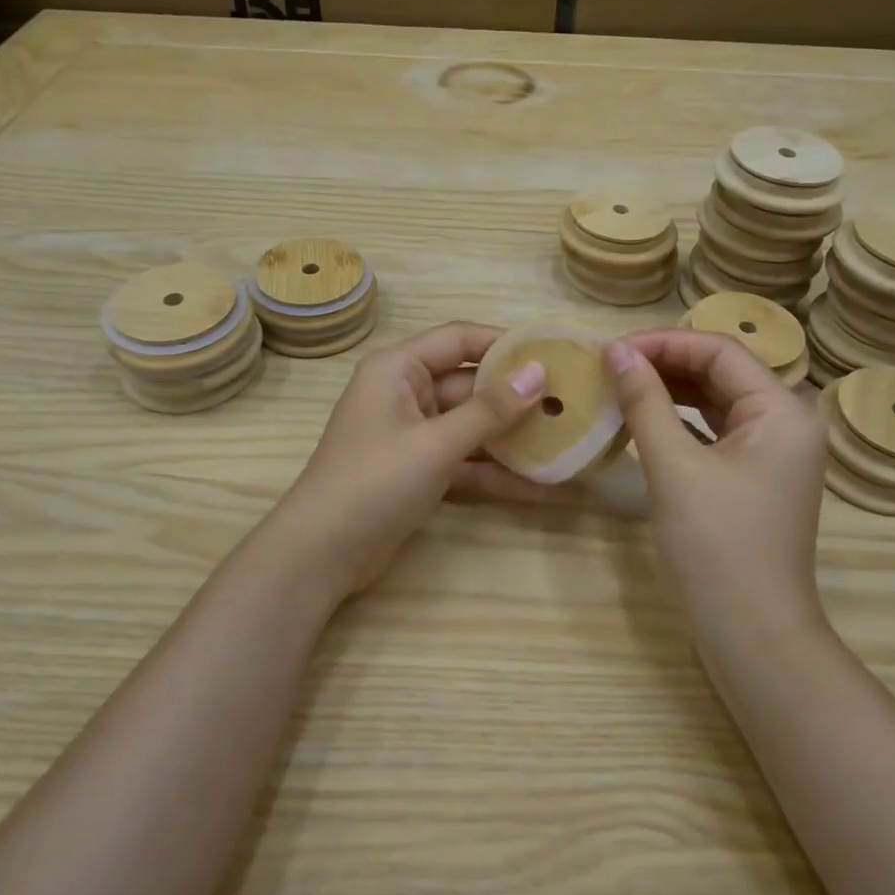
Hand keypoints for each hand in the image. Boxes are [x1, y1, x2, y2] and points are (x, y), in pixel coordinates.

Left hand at [274, 322, 554, 596]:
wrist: (321, 555)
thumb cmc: (374, 482)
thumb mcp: (435, 443)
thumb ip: (489, 410)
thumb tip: (539, 373)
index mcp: (398, 369)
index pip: (459, 338)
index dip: (505, 344)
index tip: (553, 353)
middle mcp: (406, 394)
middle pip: (471, 385)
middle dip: (518, 397)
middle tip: (572, 402)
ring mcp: (414, 436)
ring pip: (473, 427)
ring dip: (514, 438)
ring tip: (568, 443)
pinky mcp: (421, 472)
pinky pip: (467, 462)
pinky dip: (498, 472)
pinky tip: (544, 486)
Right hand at [603, 331, 830, 639]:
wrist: (753, 636)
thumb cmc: (717, 548)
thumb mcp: (675, 468)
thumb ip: (645, 402)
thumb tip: (615, 351)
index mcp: (782, 411)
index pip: (719, 351)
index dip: (663, 343)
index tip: (610, 351)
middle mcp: (786, 422)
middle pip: (720, 371)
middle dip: (664, 364)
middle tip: (608, 368)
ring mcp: (772, 452)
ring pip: (715, 401)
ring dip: (668, 391)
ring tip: (618, 387)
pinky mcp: (754, 477)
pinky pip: (714, 432)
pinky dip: (678, 422)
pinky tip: (642, 421)